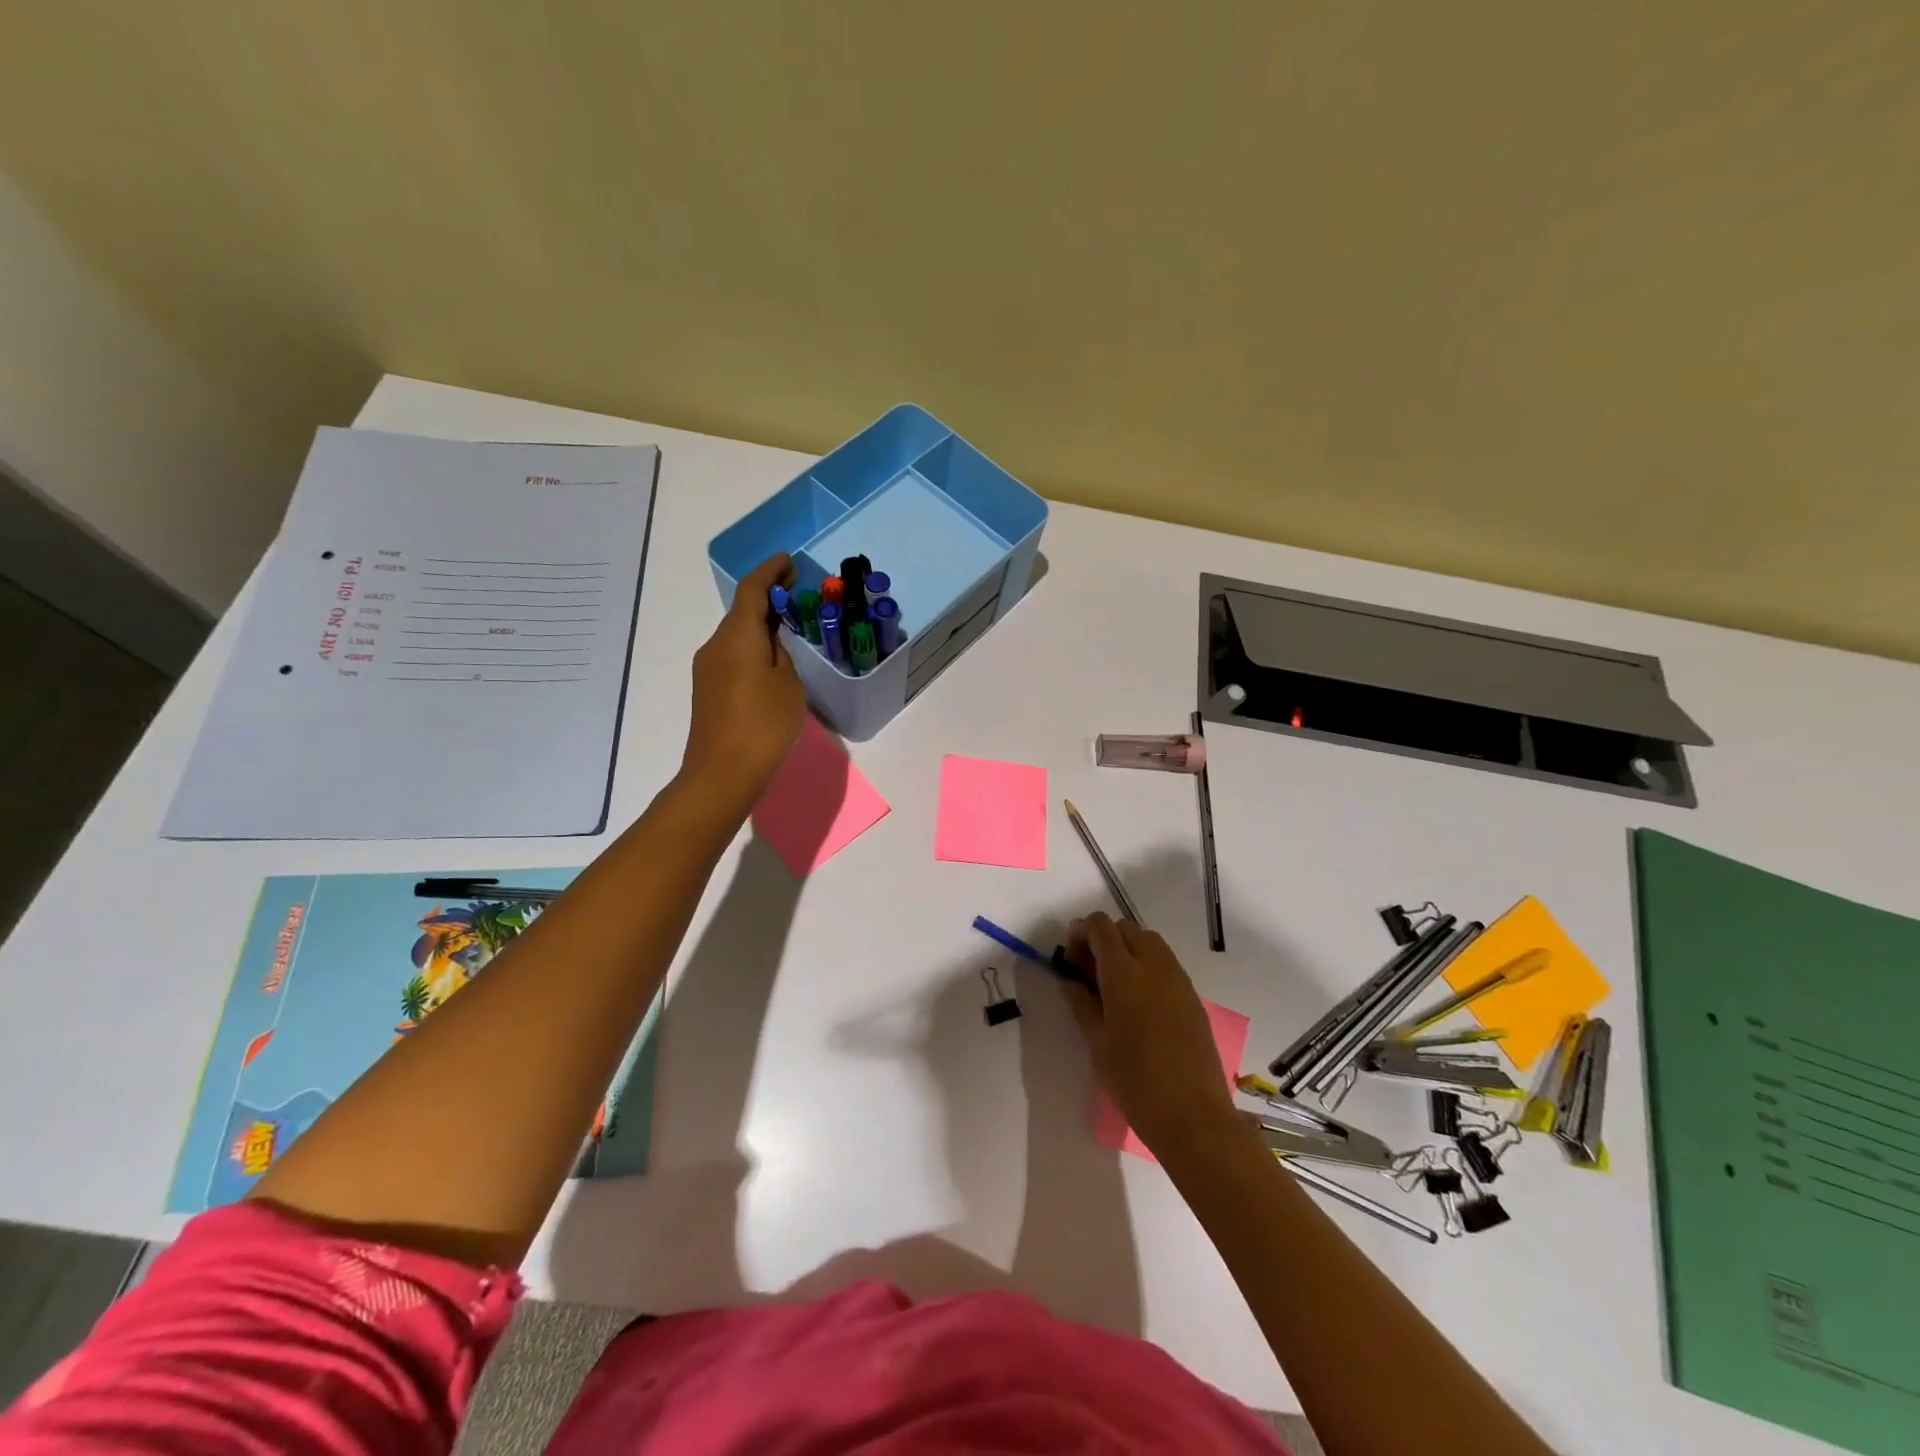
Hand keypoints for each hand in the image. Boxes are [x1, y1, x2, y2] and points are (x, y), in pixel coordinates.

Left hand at [680, 554, 806, 808]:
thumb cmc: (763, 724)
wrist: (722, 773)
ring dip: (761, 626)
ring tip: (790, 630)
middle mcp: (716, 645)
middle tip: (798, 595)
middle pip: (742, 611)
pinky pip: (733, 656)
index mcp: (737, 635)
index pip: (752, 589)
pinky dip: (753, 648)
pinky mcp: (708, 690)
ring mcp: (707, 669)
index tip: (790, 562)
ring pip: (737, 635)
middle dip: (768, 598)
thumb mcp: (788, 684)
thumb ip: (781, 654)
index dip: (770, 571)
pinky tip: (772, 663)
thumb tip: (771, 643)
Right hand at [1062, 913, 1241, 1158]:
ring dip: (1128, 948)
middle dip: (1104, 939)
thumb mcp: (1097, 1044)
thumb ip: (1081, 1004)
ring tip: (1114, 984)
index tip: (1071, 958)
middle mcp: (1154, 965)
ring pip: (1149, 941)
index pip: (1101, 926)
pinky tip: (1139, 1000)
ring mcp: (1178, 979)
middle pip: (1126, 928)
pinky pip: (1166, 963)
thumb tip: (1069, 982)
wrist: (1193, 1116)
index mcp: (1124, 973)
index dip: (1081, 932)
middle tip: (1089, 971)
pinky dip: (1148, 965)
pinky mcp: (1193, 996)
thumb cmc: (1135, 1081)